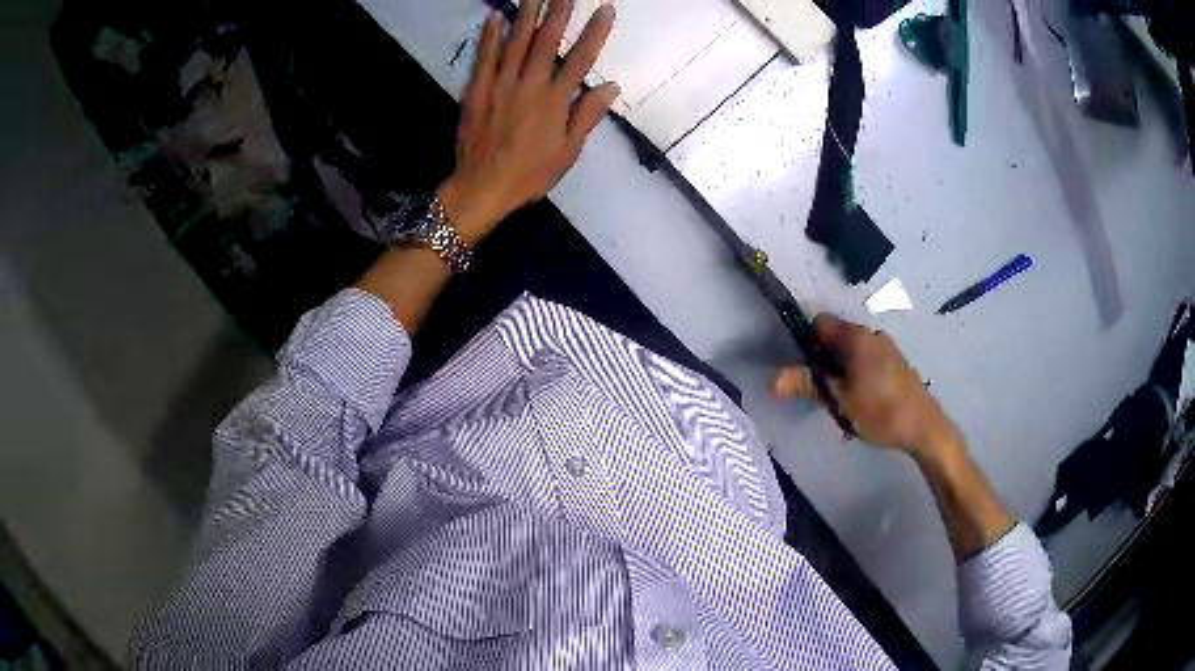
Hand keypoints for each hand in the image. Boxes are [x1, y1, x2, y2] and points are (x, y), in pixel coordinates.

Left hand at [439, 0, 618, 244]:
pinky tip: (496, 15)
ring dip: (527, 14)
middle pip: (546, 41)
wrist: (481, 188)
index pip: (581, 59)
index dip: (595, 32)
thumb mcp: (567, 152)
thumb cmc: (529, 174)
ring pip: (516, 42)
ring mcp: (500, 85)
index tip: (606, 9)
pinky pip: (484, 57)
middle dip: (559, 11)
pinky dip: (490, 36)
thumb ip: (587, 116)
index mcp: (555, 101)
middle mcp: (529, 85)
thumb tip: (611, 86)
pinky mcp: (477, 90)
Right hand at [772, 314, 956, 457]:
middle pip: (836, 338)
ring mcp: (886, 348)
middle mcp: (872, 334)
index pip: (821, 323)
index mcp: (857, 336)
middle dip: (824, 362)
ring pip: (852, 352)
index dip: (807, 342)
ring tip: (841, 403)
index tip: (804, 369)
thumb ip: (807, 385)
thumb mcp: (839, 401)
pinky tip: (861, 403)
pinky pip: (867, 361)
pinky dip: (857, 376)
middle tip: (821, 393)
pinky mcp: (895, 363)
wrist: (924, 426)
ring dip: (841, 372)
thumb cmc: (880, 410)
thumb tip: (773, 378)